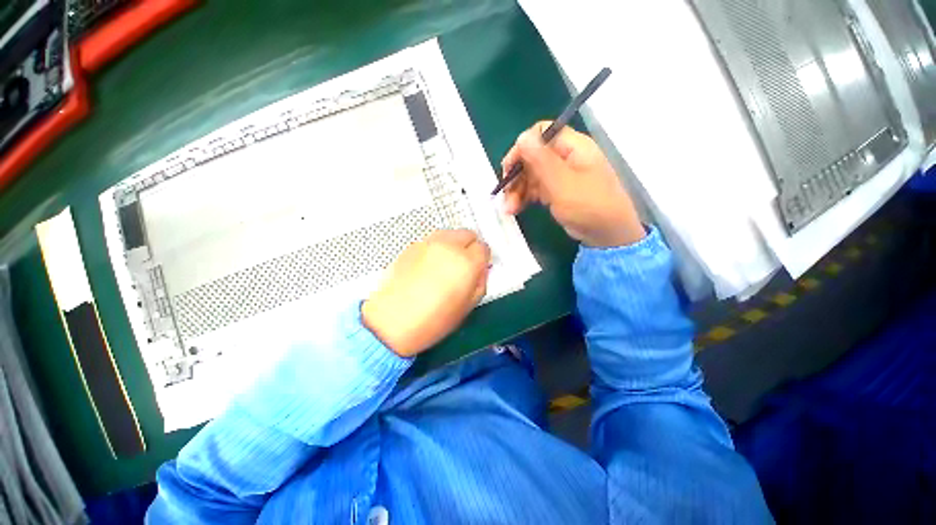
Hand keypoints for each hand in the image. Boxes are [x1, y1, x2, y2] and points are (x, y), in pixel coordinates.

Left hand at [362, 230, 490, 357]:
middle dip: (469, 247)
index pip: (483, 248)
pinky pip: (432, 240)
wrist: (392, 321)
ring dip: (453, 244)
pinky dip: (436, 248)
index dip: (482, 259)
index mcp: (466, 262)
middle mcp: (449, 246)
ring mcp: (428, 243)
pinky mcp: (412, 246)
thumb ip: (480, 282)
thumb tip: (481, 270)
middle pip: (468, 234)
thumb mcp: (468, 306)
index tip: (477, 268)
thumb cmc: (434, 320)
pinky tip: (429, 266)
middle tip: (464, 265)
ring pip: (449, 234)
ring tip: (446, 264)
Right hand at [501, 122, 644, 247]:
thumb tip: (521, 136)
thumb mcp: (562, 183)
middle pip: (532, 157)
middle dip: (516, 176)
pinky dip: (524, 198)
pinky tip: (515, 210)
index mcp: (572, 147)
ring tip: (509, 210)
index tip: (508, 169)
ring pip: (531, 175)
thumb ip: (541, 160)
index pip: (540, 134)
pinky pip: (535, 189)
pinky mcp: (557, 191)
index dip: (521, 148)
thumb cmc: (588, 206)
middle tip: (504, 195)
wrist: (607, 235)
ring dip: (517, 190)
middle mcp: (565, 157)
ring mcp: (560, 175)